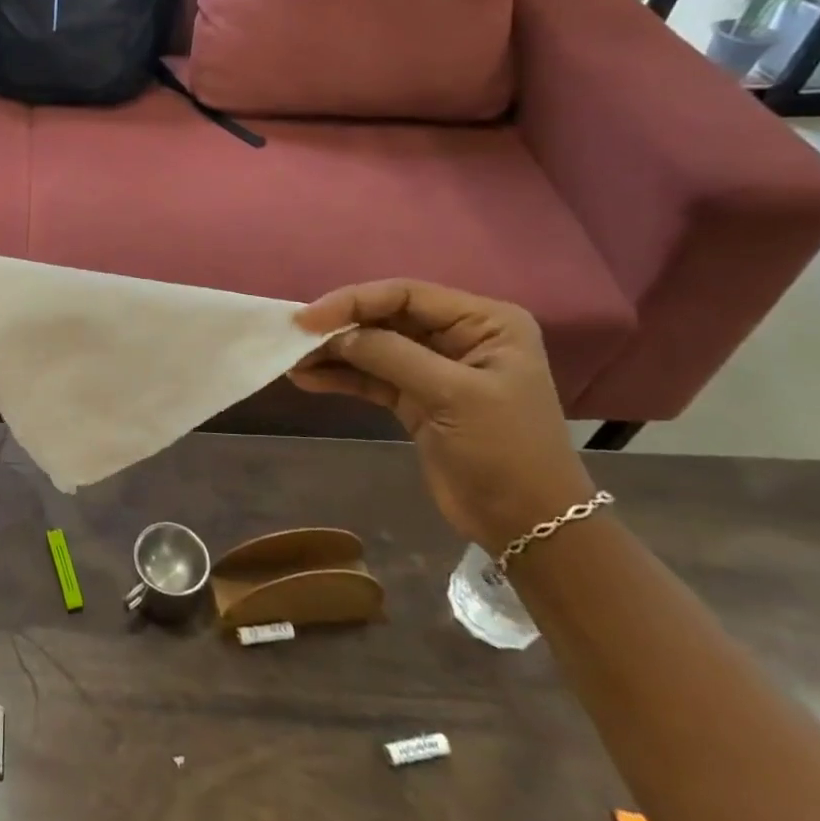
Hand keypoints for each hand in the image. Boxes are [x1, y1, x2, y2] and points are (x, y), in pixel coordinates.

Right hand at [290, 279, 596, 552]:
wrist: (527, 525)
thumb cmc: (505, 450)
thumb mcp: (452, 395)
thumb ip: (392, 356)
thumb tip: (336, 335)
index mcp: (483, 322)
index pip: (406, 295)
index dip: (354, 301)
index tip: (308, 319)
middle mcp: (459, 336)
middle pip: (385, 317)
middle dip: (339, 327)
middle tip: (293, 337)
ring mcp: (435, 367)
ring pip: (373, 347)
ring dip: (333, 353)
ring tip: (292, 360)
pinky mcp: (415, 397)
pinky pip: (370, 376)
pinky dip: (340, 377)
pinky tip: (307, 379)